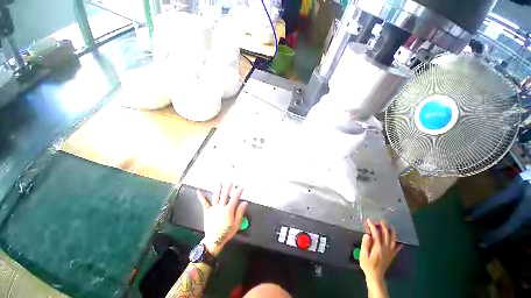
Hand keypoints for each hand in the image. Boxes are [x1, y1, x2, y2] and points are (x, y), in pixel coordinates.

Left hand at [196, 183, 247, 256]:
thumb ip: (240, 212)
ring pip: (216, 197)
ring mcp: (213, 209)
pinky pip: (204, 203)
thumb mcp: (236, 224)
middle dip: (228, 187)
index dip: (238, 191)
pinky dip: (201, 197)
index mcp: (228, 210)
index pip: (235, 198)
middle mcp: (220, 208)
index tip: (241, 187)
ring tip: (220, 182)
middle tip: (230, 181)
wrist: (214, 241)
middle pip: (225, 195)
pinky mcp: (207, 212)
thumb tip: (244, 203)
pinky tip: (199, 191)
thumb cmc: (226, 233)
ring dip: (218, 189)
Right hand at [359, 219, 401, 282]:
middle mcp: (385, 248)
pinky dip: (398, 244)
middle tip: (380, 221)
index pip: (376, 233)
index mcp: (378, 247)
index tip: (368, 220)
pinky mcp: (391, 256)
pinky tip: (399, 242)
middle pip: (386, 234)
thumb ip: (365, 244)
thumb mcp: (363, 255)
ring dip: (391, 232)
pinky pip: (396, 249)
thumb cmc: (367, 265)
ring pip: (393, 240)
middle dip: (383, 226)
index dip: (372, 226)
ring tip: (389, 226)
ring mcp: (390, 252)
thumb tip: (367, 234)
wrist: (375, 276)